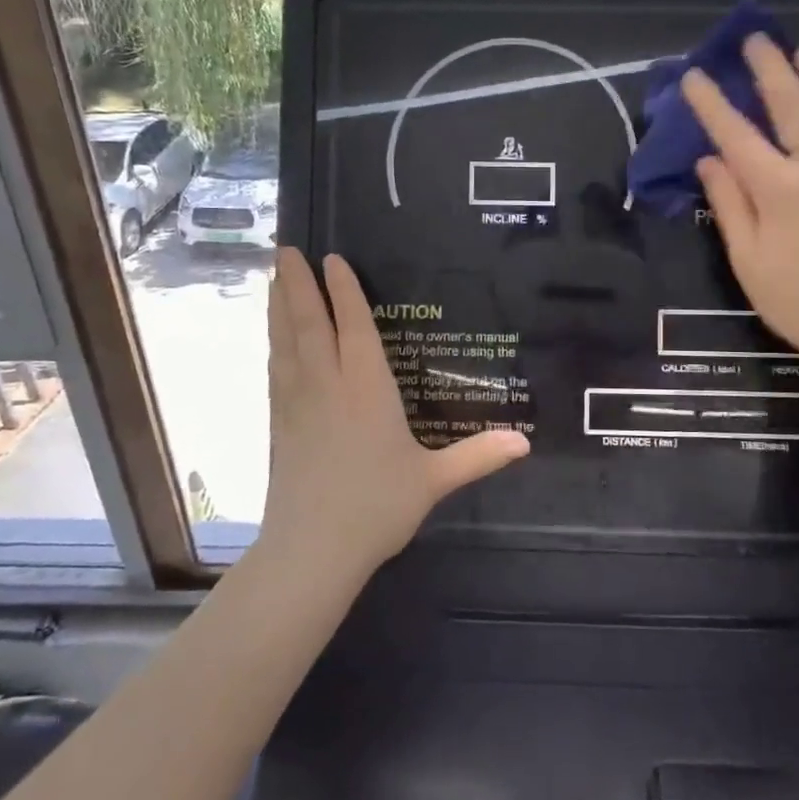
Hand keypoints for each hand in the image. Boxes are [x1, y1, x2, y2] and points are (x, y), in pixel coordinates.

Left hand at [260, 247, 528, 578]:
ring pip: (286, 343)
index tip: (331, 258)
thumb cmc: (377, 507)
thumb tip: (526, 443)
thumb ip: (477, 456)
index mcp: (367, 389)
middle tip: (287, 249)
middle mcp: (328, 385)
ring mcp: (297, 404)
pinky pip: (276, 370)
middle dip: (298, 284)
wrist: (313, 550)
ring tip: (273, 278)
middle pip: (309, 323)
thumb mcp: (434, 480)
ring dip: (279, 307)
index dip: (343, 290)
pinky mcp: (279, 424)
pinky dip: (273, 345)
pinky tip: (272, 340)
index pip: (353, 327)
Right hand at [681, 35, 798, 391]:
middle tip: (755, 40)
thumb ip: (729, 205)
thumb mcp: (748, 261)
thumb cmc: (798, 301)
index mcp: (780, 189)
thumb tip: (709, 161)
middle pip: (790, 106)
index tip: (695, 76)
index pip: (736, 135)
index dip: (712, 104)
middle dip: (768, 70)